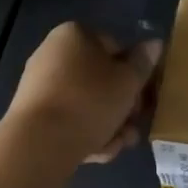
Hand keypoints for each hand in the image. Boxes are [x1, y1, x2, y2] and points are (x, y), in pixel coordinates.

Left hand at [8, 23, 161, 163]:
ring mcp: (40, 85)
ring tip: (119, 144)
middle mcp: (53, 54)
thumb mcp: (127, 82)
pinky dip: (84, 133)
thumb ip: (143, 63)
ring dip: (108, 124)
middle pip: (100, 80)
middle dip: (122, 106)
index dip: (134, 74)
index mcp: (74, 35)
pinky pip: (68, 120)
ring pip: (86, 104)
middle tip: (134, 127)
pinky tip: (97, 152)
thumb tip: (155, 43)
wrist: (38, 143)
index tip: (144, 98)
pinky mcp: (32, 115)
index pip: (115, 49)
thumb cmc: (90, 101)